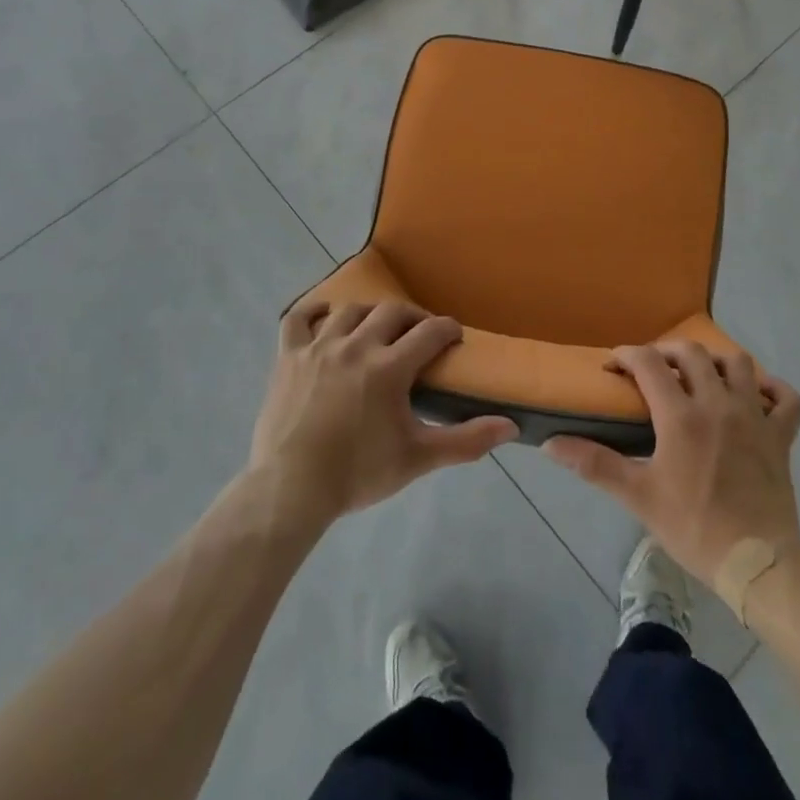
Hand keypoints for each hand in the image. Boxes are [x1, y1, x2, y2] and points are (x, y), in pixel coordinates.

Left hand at [249, 299, 518, 524]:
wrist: (291, 489)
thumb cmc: (357, 473)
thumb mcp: (418, 458)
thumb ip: (466, 440)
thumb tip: (511, 426)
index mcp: (389, 367)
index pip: (430, 331)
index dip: (448, 329)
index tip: (455, 337)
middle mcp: (356, 345)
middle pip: (392, 312)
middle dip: (413, 317)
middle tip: (420, 335)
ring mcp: (319, 347)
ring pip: (350, 310)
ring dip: (371, 314)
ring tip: (378, 329)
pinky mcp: (288, 356)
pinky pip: (298, 318)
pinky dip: (313, 310)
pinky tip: (326, 315)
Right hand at [544, 339, 799, 588]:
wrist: (757, 565)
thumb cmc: (694, 528)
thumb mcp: (638, 497)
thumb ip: (595, 464)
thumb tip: (551, 444)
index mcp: (681, 416)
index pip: (648, 363)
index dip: (626, 355)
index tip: (613, 366)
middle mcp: (718, 404)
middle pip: (692, 353)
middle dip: (667, 351)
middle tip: (653, 367)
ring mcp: (754, 417)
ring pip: (739, 364)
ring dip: (716, 361)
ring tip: (701, 374)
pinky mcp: (782, 437)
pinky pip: (788, 399)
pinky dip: (774, 389)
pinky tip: (758, 395)